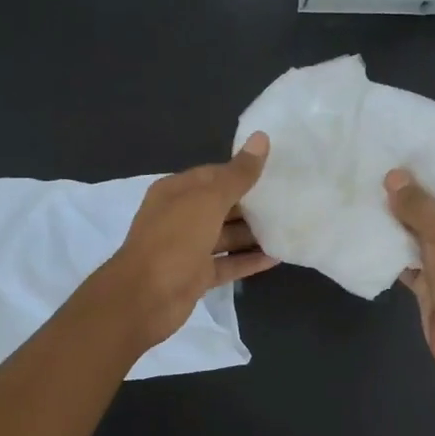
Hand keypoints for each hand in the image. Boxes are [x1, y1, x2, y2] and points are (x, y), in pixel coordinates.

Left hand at [97, 134, 278, 347]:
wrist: (145, 297)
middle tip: (289, 200)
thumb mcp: (208, 201)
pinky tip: (277, 257)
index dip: (241, 172)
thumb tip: (261, 138)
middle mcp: (180, 217)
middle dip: (251, 205)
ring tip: (288, 227)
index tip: (275, 172)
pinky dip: (248, 261)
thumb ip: (238, 175)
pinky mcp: (197, 276)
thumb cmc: (174, 240)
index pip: (213, 175)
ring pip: (225, 236)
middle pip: (221, 206)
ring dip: (253, 234)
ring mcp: (188, 249)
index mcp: (176, 192)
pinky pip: (227, 264)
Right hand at [385, 170, 434, 383]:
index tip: (411, 148)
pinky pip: (409, 260)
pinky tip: (367, 231)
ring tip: (367, 192)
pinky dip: (391, 250)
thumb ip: (420, 205)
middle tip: (380, 166)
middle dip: (414, 193)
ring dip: (399, 221)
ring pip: (422, 234)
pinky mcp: (432, 283)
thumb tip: (392, 177)